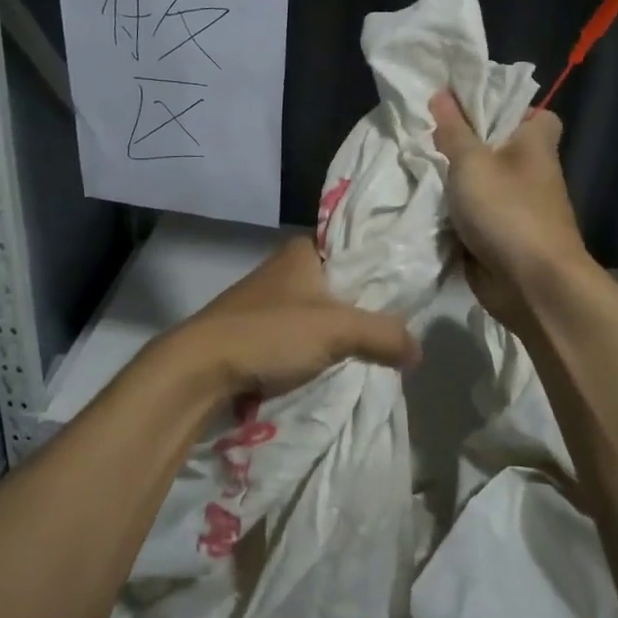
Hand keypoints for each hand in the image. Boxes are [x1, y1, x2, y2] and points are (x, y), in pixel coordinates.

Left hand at [156, 236, 418, 404]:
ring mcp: (268, 299)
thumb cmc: (270, 333)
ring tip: (372, 353)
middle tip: (396, 331)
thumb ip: (383, 334)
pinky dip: (316, 348)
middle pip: (340, 284)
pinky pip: (299, 334)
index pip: (355, 249)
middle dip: (364, 308)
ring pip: (319, 311)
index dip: (382, 271)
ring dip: (339, 332)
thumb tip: (418, 349)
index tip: (409, 294)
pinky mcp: (255, 329)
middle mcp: (285, 267)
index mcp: (303, 250)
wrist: (199, 368)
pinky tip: (334, 365)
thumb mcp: (337, 330)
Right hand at [430, 90, 590, 328]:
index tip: (472, 109)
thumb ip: (454, 130)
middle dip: (464, 145)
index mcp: (536, 146)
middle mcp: (531, 174)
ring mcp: (517, 209)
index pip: (537, 116)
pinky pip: (473, 218)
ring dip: (454, 183)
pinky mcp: (501, 238)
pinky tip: (422, 205)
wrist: (531, 284)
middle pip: (498, 149)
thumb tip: (442, 93)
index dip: (509, 109)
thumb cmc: (507, 210)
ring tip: (416, 166)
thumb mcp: (472, 162)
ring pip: (481, 185)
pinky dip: (453, 215)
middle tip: (426, 135)